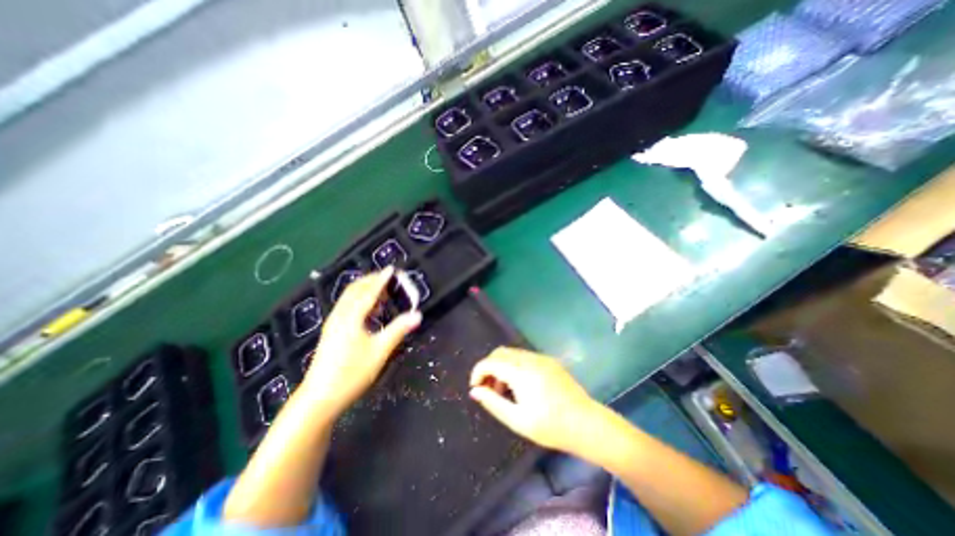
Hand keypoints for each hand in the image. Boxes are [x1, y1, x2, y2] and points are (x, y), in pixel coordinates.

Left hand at [301, 270, 420, 416]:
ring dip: (364, 288)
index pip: (369, 292)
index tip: (392, 269)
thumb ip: (398, 330)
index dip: (381, 280)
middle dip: (371, 280)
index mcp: (351, 317)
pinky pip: (346, 305)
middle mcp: (340, 315)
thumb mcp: (379, 351)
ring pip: (348, 297)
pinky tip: (368, 308)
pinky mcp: (331, 331)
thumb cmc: (351, 374)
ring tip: (380, 289)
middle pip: (355, 290)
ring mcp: (333, 323)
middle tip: (387, 277)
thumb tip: (417, 314)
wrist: (319, 398)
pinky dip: (358, 298)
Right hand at [471, 346, 602, 452]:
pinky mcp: (549, 361)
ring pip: (512, 353)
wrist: (587, 424)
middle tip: (490, 390)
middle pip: (500, 353)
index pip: (491, 362)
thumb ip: (493, 402)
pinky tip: (520, 386)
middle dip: (489, 367)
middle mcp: (530, 359)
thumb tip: (475, 391)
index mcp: (521, 372)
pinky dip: (514, 366)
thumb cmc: (551, 426)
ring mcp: (541, 358)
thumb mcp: (517, 420)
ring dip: (502, 366)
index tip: (475, 388)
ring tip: (505, 391)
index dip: (478, 372)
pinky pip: (524, 357)